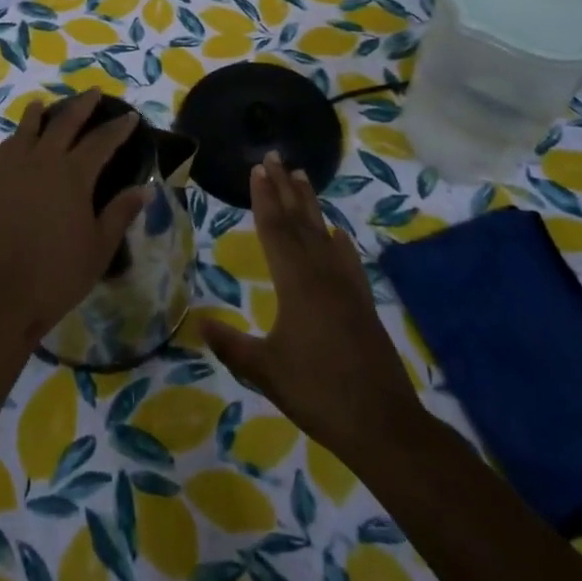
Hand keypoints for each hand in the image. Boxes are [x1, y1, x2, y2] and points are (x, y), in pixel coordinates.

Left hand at [0, 92, 149, 346]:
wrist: (1, 294)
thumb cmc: (58, 273)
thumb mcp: (99, 246)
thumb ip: (120, 212)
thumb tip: (145, 187)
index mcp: (73, 175)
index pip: (101, 141)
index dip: (117, 128)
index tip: (130, 116)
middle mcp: (43, 161)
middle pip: (64, 123)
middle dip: (81, 105)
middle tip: (93, 92)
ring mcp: (13, 169)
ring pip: (27, 128)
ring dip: (40, 113)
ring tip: (44, 104)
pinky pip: (4, 148)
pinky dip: (15, 138)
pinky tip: (16, 140)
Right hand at [200, 153, 424, 461]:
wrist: (383, 423)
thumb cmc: (318, 393)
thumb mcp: (265, 371)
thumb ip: (231, 345)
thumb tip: (198, 322)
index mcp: (296, 283)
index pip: (275, 229)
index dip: (263, 198)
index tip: (257, 168)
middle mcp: (322, 274)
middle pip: (299, 221)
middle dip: (283, 188)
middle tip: (274, 157)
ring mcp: (346, 286)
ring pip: (323, 233)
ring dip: (310, 204)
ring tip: (301, 176)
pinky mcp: (362, 302)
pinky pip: (348, 259)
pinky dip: (340, 241)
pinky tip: (339, 233)